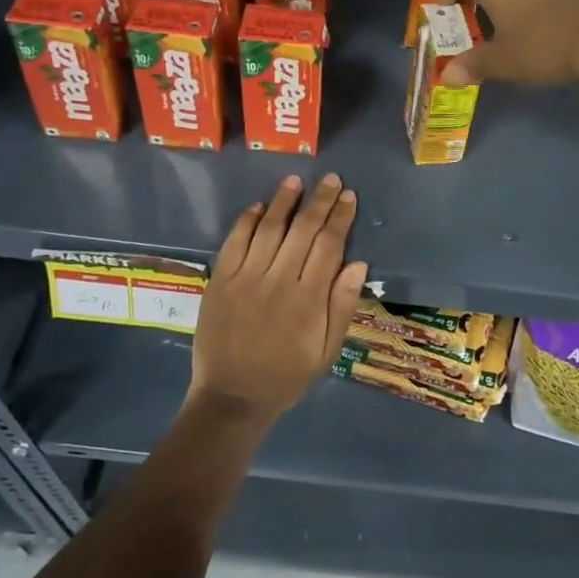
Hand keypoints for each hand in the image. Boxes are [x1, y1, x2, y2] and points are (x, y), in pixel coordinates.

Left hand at [190, 173, 367, 423]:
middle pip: (302, 230)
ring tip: (296, 180)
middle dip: (319, 201)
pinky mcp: (220, 281)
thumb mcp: (327, 351)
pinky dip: (247, 221)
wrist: (232, 397)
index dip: (340, 218)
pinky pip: (235, 242)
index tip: (349, 196)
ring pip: (268, 229)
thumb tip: (358, 264)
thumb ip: (342, 306)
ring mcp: (245, 279)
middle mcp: (278, 281)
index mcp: (308, 299)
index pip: (329, 246)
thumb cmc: (287, 376)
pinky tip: (259, 206)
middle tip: (331, 179)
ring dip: (284, 201)